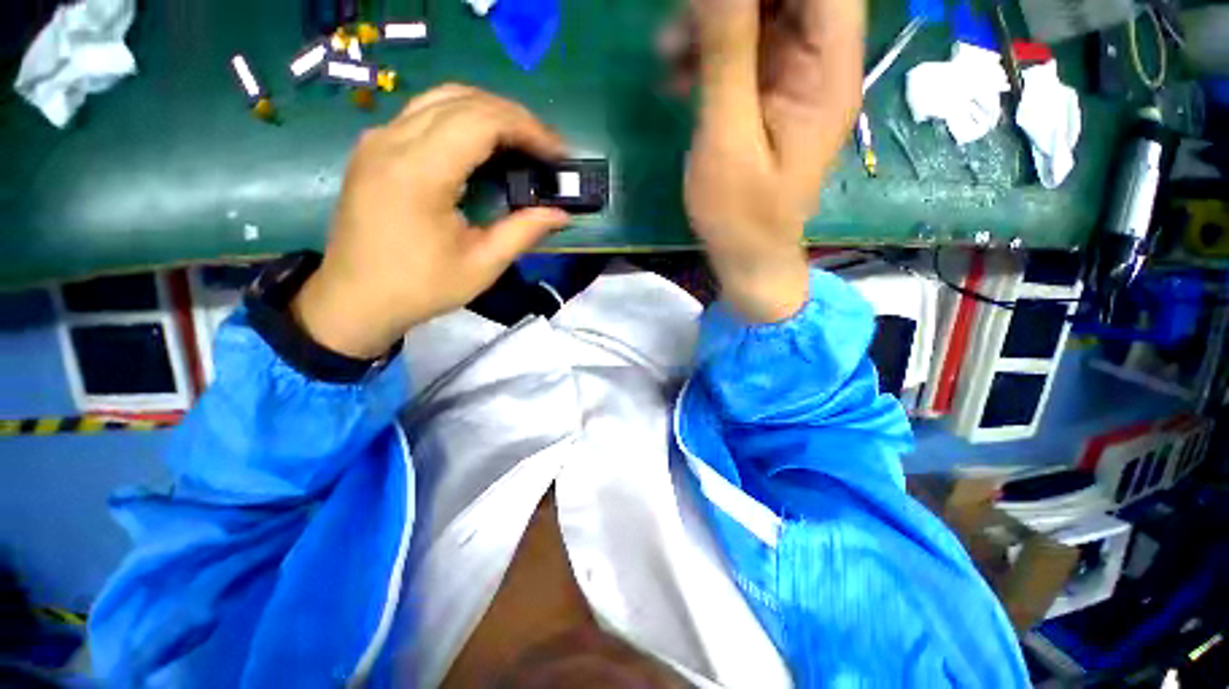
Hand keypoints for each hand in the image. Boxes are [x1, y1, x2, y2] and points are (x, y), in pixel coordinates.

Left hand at [291, 85, 570, 358]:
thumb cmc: (420, 287)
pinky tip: (483, 148)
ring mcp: (377, 140)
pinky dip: (463, 121)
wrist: (355, 299)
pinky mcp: (374, 148)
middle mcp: (392, 141)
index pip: (481, 120)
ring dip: (489, 114)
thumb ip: (524, 232)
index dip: (527, 129)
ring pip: (442, 99)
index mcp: (419, 172)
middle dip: (514, 118)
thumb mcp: (482, 265)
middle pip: (463, 100)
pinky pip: (424, 114)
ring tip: (522, 144)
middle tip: (545, 149)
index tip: (557, 154)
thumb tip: (561, 214)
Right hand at [665, 0, 865, 321]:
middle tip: (682, 22)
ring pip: (760, 17)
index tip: (713, 3)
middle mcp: (820, 64)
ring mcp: (792, 80)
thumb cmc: (741, 215)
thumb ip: (726, 57)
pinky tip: (676, 77)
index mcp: (829, 72)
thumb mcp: (728, 140)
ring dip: (711, 24)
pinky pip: (741, 53)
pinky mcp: (766, 97)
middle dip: (731, 3)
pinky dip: (707, 54)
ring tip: (667, 53)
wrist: (747, 255)